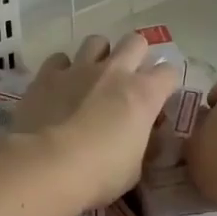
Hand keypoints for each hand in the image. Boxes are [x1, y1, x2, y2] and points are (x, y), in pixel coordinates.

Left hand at [10, 34, 179, 208]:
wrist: (47, 165)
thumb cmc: (100, 174)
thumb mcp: (134, 169)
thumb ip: (143, 145)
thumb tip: (145, 138)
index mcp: (144, 94)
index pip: (169, 72)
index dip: (165, 84)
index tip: (159, 99)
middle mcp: (115, 71)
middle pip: (136, 42)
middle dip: (136, 55)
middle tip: (128, 79)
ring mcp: (79, 68)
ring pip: (97, 41)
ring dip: (99, 55)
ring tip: (92, 76)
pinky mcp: (47, 74)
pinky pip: (60, 59)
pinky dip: (62, 69)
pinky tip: (59, 85)